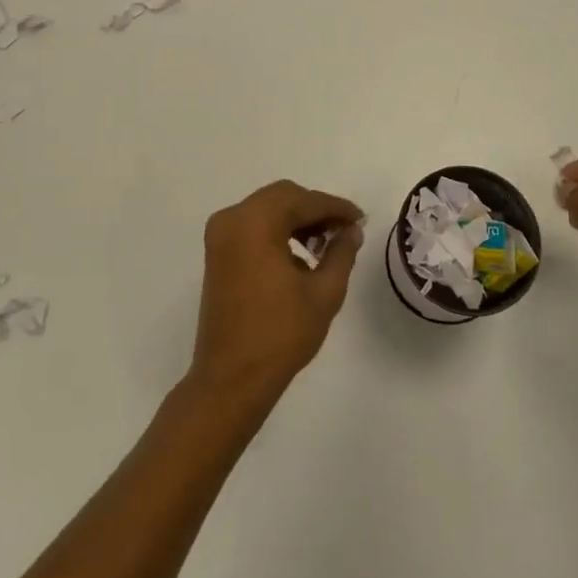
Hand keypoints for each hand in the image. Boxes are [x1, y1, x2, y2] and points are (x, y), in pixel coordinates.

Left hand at [188, 180, 364, 406]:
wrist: (231, 379)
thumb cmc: (280, 335)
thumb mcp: (323, 293)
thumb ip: (341, 253)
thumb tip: (351, 231)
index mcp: (256, 222)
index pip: (304, 201)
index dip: (336, 208)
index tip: (360, 219)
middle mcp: (233, 218)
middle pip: (283, 197)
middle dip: (316, 210)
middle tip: (344, 231)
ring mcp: (220, 235)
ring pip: (267, 209)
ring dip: (296, 220)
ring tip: (324, 246)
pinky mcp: (217, 253)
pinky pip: (252, 226)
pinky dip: (277, 231)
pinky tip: (300, 258)